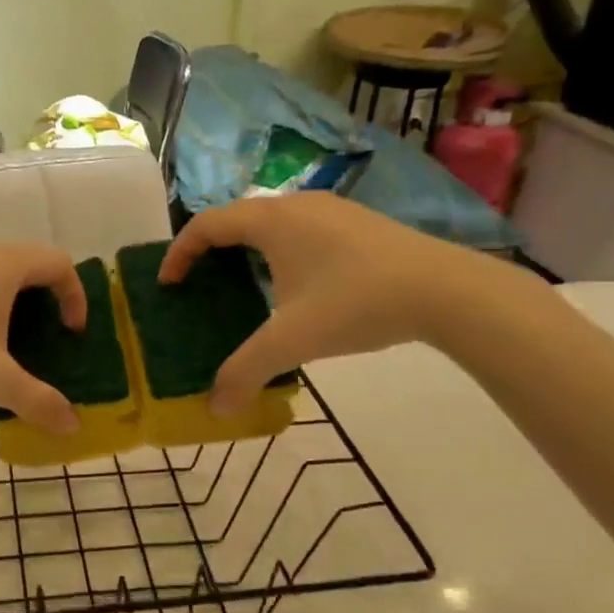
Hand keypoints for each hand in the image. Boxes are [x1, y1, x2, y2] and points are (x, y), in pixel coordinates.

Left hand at [0, 241, 86, 433]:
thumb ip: (41, 401)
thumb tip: (73, 427)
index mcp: (1, 264)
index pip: (57, 263)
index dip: (75, 296)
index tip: (70, 334)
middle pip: (27, 264)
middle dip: (45, 300)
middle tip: (45, 339)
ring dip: (11, 301)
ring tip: (9, 343)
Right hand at [158, 193, 516, 413]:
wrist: (445, 289)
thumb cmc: (356, 303)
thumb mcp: (292, 341)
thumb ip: (245, 372)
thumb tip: (214, 408)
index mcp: (270, 221)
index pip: (206, 224)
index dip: (179, 253)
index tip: (168, 284)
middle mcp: (296, 204)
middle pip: (236, 218)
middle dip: (210, 249)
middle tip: (200, 284)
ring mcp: (331, 209)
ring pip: (271, 221)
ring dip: (247, 249)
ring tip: (243, 285)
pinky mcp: (357, 222)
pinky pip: (300, 228)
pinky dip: (279, 250)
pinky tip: (296, 285)